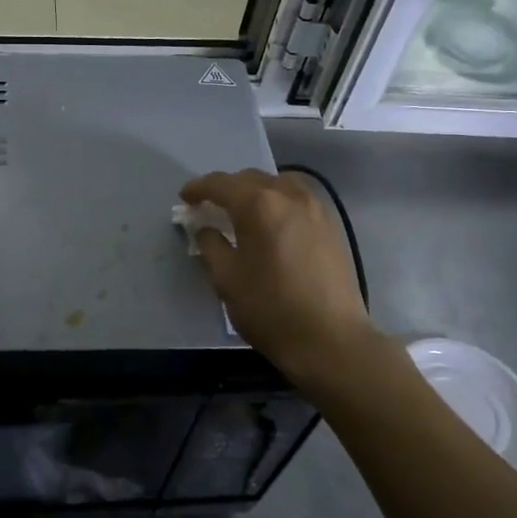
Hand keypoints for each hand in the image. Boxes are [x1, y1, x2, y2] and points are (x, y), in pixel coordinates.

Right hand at [180, 169, 371, 382]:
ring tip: (242, 213)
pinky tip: (272, 224)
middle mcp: (289, 195)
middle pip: (250, 179)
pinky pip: (298, 199)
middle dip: (227, 188)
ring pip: (278, 184)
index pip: (220, 184)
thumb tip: (206, 229)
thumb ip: (211, 245)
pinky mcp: (331, 225)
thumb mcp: (227, 278)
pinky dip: (278, 202)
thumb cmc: (270, 308)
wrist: (330, 339)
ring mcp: (315, 208)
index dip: (198, 188)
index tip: (185, 199)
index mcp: (259, 204)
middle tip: (210, 207)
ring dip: (255, 192)